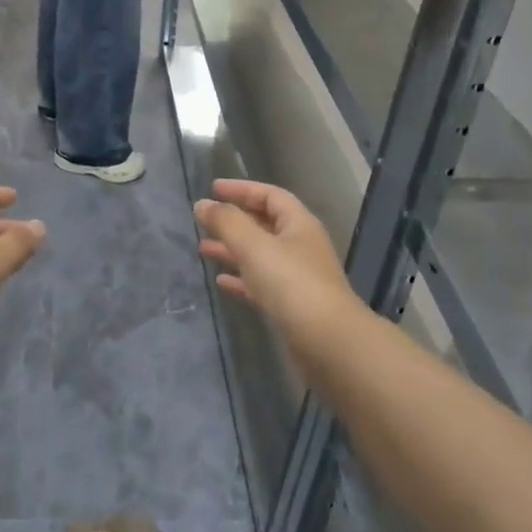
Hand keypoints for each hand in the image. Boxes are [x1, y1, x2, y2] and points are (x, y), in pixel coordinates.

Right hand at [195, 180, 361, 365]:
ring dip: (232, 250)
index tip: (213, 188)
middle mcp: (300, 246)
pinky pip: (261, 284)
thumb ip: (226, 222)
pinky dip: (241, 279)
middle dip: (233, 221)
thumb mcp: (254, 246)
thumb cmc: (292, 285)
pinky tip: (221, 281)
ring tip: (203, 249)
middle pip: (264, 224)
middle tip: (203, 221)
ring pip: (260, 255)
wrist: (329, 343)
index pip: (270, 195)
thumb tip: (203, 204)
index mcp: (299, 224)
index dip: (242, 189)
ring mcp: (298, 278)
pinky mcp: (291, 306)